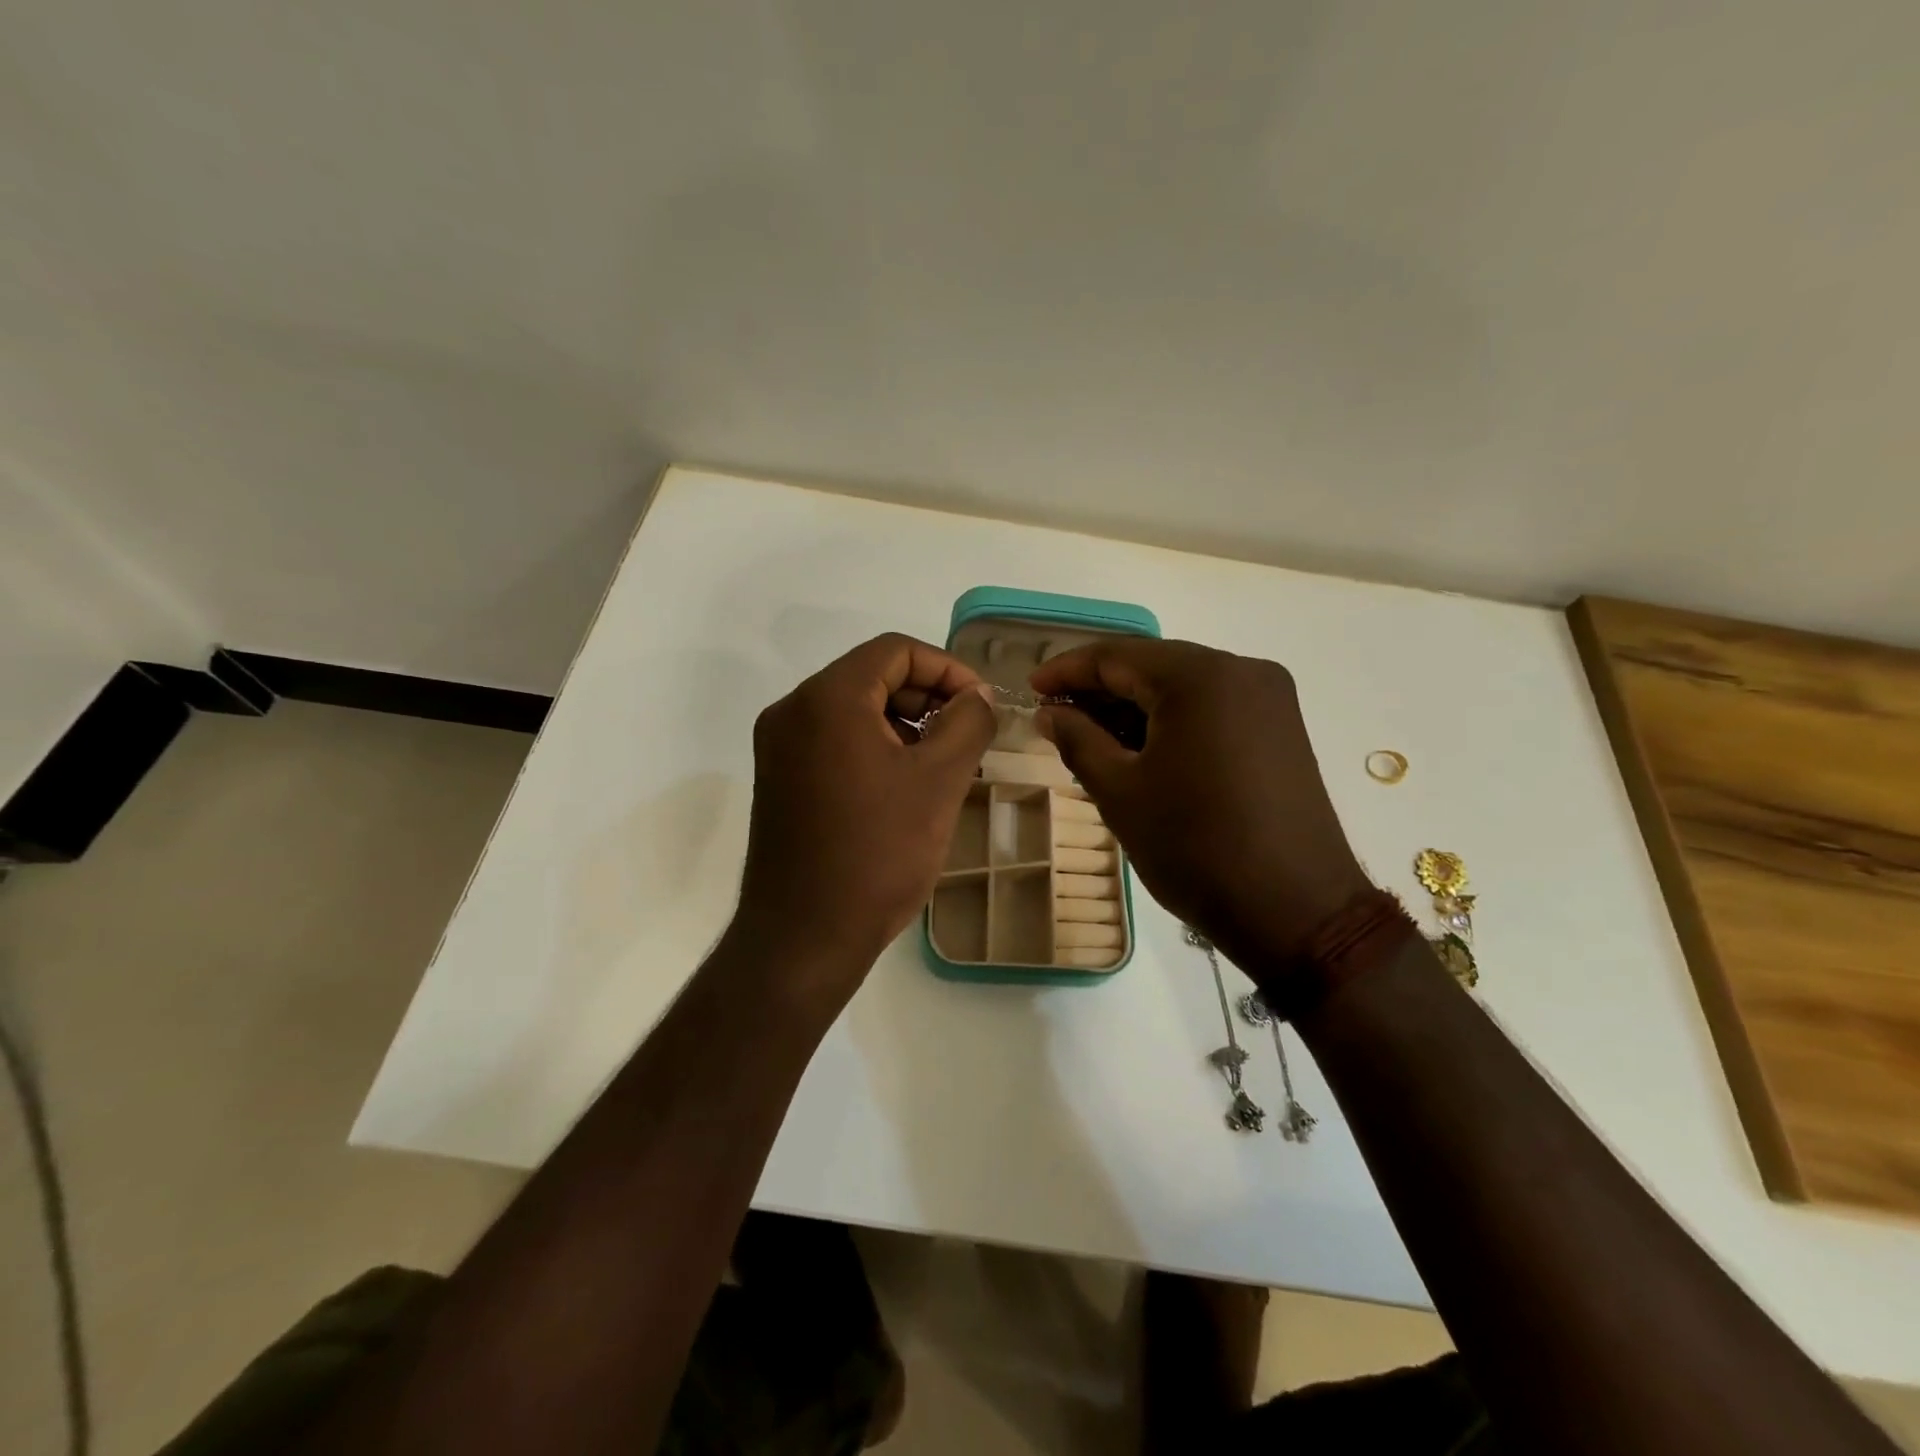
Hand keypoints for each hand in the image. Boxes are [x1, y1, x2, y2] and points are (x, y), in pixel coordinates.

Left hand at [733, 634, 995, 1003]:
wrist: (804, 937)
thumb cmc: (878, 853)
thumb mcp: (939, 781)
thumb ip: (968, 723)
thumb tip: (980, 696)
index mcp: (827, 699)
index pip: (895, 650)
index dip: (948, 668)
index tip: (981, 705)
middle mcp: (793, 711)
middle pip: (872, 676)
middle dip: (927, 697)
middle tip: (968, 735)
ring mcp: (779, 747)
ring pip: (854, 710)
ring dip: (904, 724)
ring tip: (945, 763)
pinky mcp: (780, 779)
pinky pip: (835, 741)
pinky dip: (876, 747)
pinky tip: (907, 785)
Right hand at [1031, 639, 1369, 972]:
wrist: (1296, 910)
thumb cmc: (1195, 847)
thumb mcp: (1120, 792)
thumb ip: (1077, 739)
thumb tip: (1049, 711)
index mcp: (1200, 676)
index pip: (1117, 656)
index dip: (1067, 670)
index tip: (1031, 688)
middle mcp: (1241, 670)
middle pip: (1152, 665)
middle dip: (1099, 689)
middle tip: (1055, 716)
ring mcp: (1268, 698)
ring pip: (1183, 686)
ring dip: (1134, 706)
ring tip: (1089, 735)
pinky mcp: (1280, 728)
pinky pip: (1211, 707)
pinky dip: (1170, 720)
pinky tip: (1139, 746)